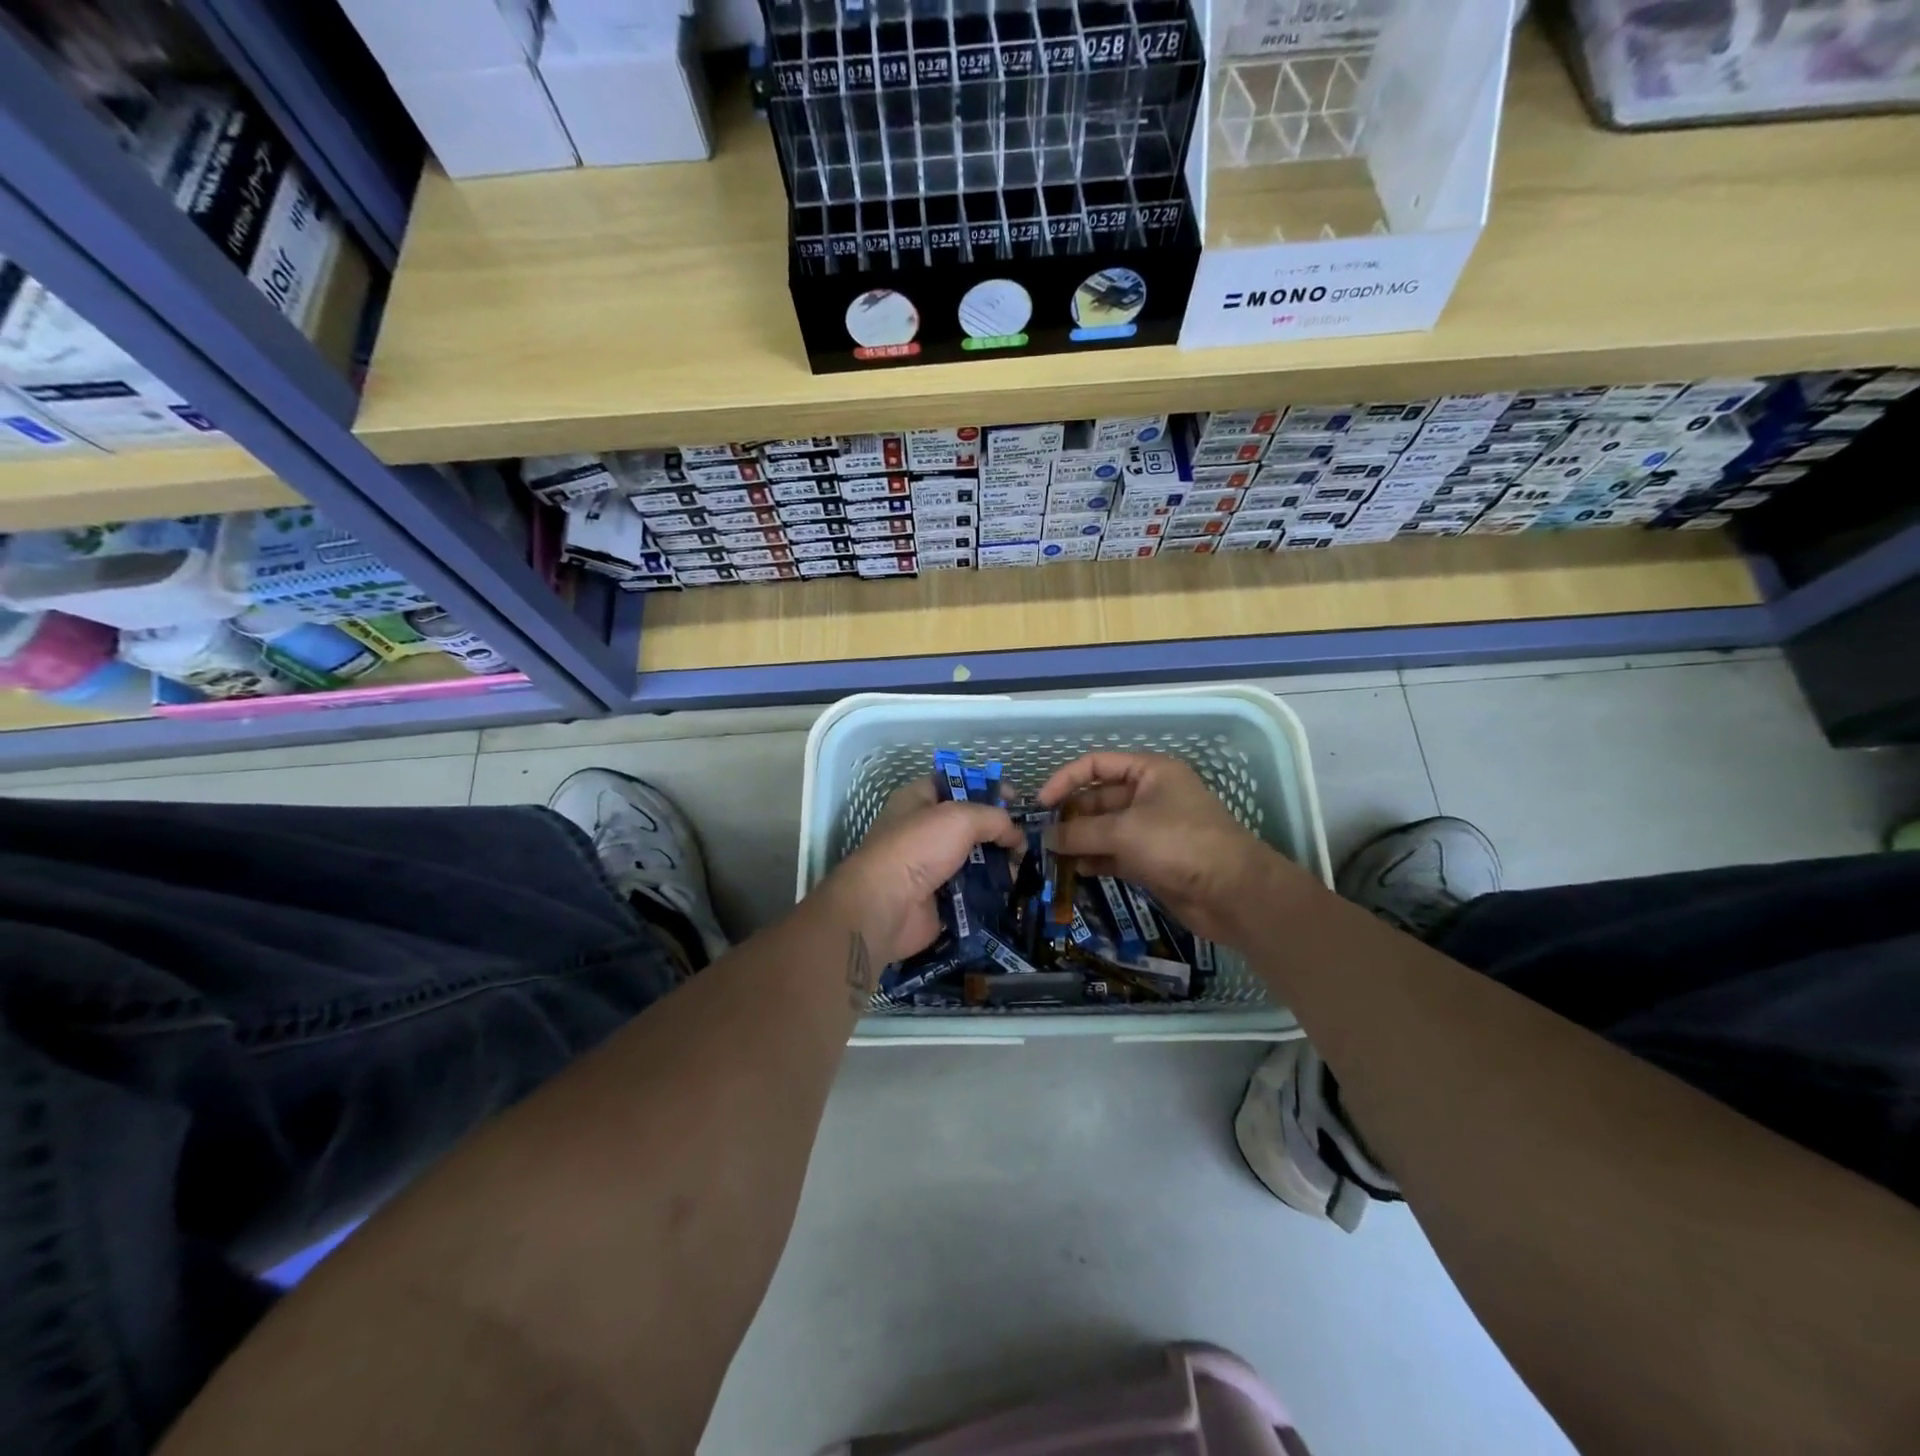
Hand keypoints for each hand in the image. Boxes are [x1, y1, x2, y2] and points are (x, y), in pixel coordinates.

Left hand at [819, 776, 1024, 967]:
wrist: (886, 906)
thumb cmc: (918, 848)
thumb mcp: (960, 818)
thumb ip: (994, 818)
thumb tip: (1016, 834)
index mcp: (918, 800)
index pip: (956, 783)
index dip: (985, 786)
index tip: (1015, 798)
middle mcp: (923, 830)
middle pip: (969, 824)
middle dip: (998, 829)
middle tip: (1027, 838)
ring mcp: (930, 866)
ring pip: (974, 858)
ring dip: (998, 862)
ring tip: (1026, 865)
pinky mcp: (939, 897)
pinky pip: (972, 889)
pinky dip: (991, 889)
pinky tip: (1013, 888)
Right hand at [1037, 751, 1313, 942]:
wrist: (1233, 893)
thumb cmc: (1179, 844)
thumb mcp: (1124, 831)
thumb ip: (1080, 832)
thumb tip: (1046, 837)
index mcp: (1149, 772)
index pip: (1097, 765)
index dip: (1066, 780)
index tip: (1040, 804)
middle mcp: (1149, 795)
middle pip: (1098, 798)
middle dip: (1070, 816)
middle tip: (1041, 836)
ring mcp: (1151, 829)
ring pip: (1104, 829)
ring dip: (1079, 841)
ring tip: (1050, 856)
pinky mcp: (1151, 860)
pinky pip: (1114, 854)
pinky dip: (1094, 860)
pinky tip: (1074, 871)